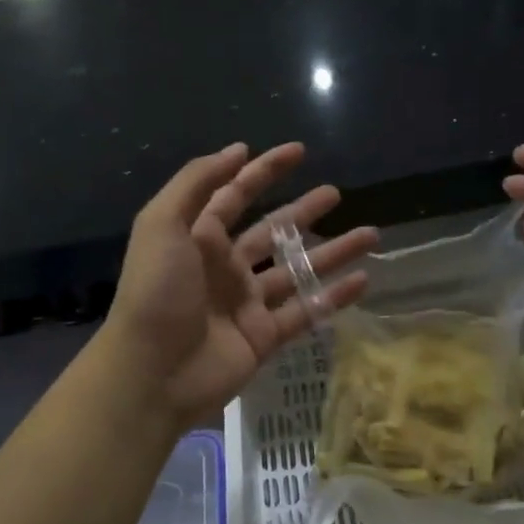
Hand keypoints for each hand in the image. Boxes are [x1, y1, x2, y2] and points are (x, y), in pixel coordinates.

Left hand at [100, 143, 377, 426]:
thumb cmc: (156, 292)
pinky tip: (364, 280)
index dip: (264, 171)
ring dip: (333, 251)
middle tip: (335, 193)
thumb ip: (196, 182)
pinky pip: (306, 311)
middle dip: (303, 210)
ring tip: (371, 234)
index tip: (298, 151)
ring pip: (297, 270)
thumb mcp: (162, 224)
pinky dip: (334, 296)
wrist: (152, 373)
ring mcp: (247, 303)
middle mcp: (225, 266)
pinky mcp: (264, 336)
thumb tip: (238, 150)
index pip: (236, 195)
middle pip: (273, 230)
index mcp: (199, 238)